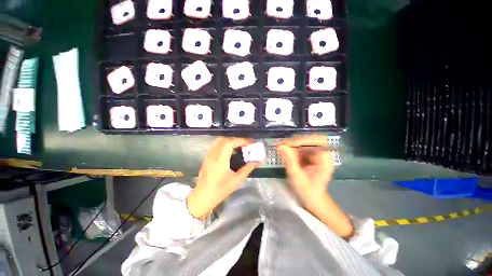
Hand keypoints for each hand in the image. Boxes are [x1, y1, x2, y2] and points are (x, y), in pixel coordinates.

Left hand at [187, 137, 258, 217]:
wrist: (203, 196)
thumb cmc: (220, 190)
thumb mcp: (237, 181)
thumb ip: (247, 169)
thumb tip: (257, 161)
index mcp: (220, 160)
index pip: (230, 143)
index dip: (241, 140)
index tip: (250, 142)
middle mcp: (213, 155)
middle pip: (224, 139)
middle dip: (236, 139)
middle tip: (245, 144)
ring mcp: (208, 155)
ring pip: (219, 140)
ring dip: (230, 140)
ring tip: (239, 145)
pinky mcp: (207, 157)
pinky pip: (216, 144)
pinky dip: (224, 143)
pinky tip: (229, 149)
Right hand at [277, 135, 352, 238]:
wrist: (312, 202)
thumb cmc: (307, 192)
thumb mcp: (296, 176)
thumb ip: (289, 160)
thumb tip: (280, 146)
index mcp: (324, 160)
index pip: (315, 142)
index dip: (301, 141)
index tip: (286, 144)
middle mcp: (322, 155)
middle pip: (309, 141)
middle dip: (295, 142)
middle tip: (281, 144)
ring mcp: (316, 156)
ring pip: (304, 144)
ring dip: (292, 145)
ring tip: (281, 147)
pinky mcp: (310, 158)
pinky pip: (301, 149)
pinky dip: (292, 149)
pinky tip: (285, 151)